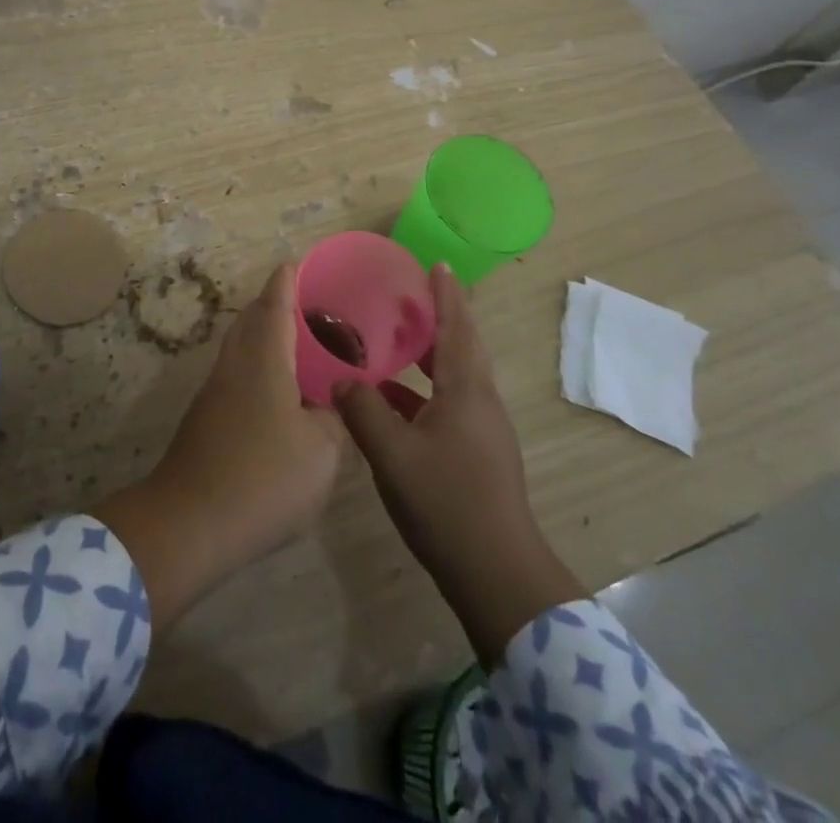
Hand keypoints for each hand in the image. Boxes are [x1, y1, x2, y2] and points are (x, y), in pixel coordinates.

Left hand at [93, 264, 343, 630]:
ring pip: (240, 347)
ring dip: (263, 335)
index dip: (286, 281)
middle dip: (273, 304)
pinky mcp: (204, 419)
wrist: (190, 523)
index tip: (296, 262)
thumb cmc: (264, 478)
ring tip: (298, 345)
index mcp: (264, 360)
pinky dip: (256, 366)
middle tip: (307, 305)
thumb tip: (334, 402)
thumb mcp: (321, 451)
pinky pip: (235, 374)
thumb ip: (334, 419)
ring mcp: (214, 392)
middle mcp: (234, 365)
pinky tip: (277, 392)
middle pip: (251, 320)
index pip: (274, 305)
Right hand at [334, 264, 585, 666]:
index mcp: (466, 390)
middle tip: (408, 296)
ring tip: (395, 340)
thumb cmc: (447, 503)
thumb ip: (364, 410)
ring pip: (454, 377)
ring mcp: (481, 430)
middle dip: (438, 318)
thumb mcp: (393, 454)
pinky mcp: (477, 454)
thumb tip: (342, 379)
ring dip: (428, 355)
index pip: (457, 327)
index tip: (436, 265)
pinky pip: (448, 403)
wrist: (497, 574)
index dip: (446, 294)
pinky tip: (391, 400)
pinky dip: (422, 391)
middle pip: (460, 347)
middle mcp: (479, 401)